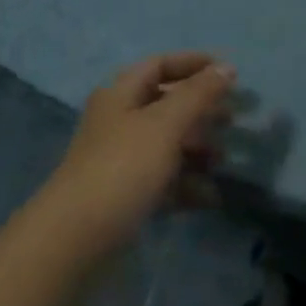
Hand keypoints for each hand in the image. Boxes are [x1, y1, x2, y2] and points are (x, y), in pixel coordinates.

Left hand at [39, 53, 235, 257]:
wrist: (74, 242)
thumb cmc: (121, 168)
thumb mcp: (164, 124)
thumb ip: (198, 94)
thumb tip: (227, 66)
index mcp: (121, 93)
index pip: (160, 65)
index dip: (193, 64)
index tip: (228, 73)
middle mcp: (119, 121)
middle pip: (165, 105)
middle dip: (199, 110)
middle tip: (232, 120)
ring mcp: (120, 161)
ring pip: (165, 145)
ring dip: (196, 149)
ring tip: (223, 160)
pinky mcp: (124, 198)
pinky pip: (161, 182)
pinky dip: (186, 185)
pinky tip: (210, 196)